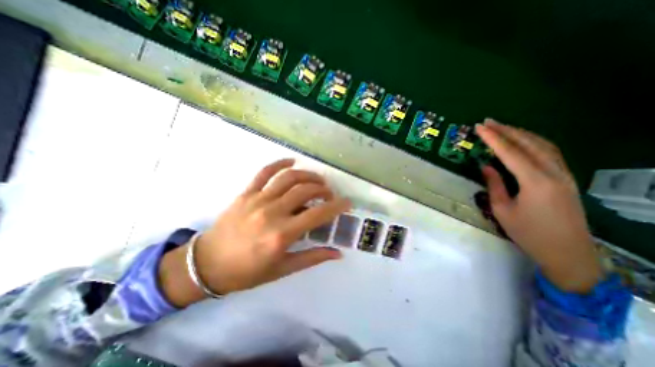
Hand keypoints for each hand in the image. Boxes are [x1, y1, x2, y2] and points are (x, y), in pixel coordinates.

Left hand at [161, 158, 349, 306]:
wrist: (206, 265)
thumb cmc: (246, 272)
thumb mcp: (282, 269)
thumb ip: (312, 258)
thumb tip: (337, 253)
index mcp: (282, 235)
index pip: (317, 214)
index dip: (336, 206)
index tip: (347, 202)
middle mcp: (272, 213)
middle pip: (305, 190)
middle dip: (323, 189)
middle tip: (330, 194)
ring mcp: (257, 199)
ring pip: (289, 177)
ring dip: (308, 175)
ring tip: (317, 180)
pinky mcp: (246, 193)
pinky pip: (264, 172)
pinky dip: (280, 163)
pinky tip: (292, 161)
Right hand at [475, 118, 599, 292]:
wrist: (568, 253)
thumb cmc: (528, 233)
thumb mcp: (502, 210)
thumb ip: (494, 185)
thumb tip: (486, 167)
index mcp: (535, 181)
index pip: (510, 153)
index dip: (493, 138)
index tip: (479, 127)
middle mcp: (554, 172)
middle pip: (529, 143)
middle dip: (507, 130)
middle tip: (488, 122)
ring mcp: (565, 174)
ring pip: (543, 145)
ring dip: (521, 133)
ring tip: (502, 127)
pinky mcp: (567, 178)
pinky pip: (550, 152)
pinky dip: (534, 142)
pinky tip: (523, 141)